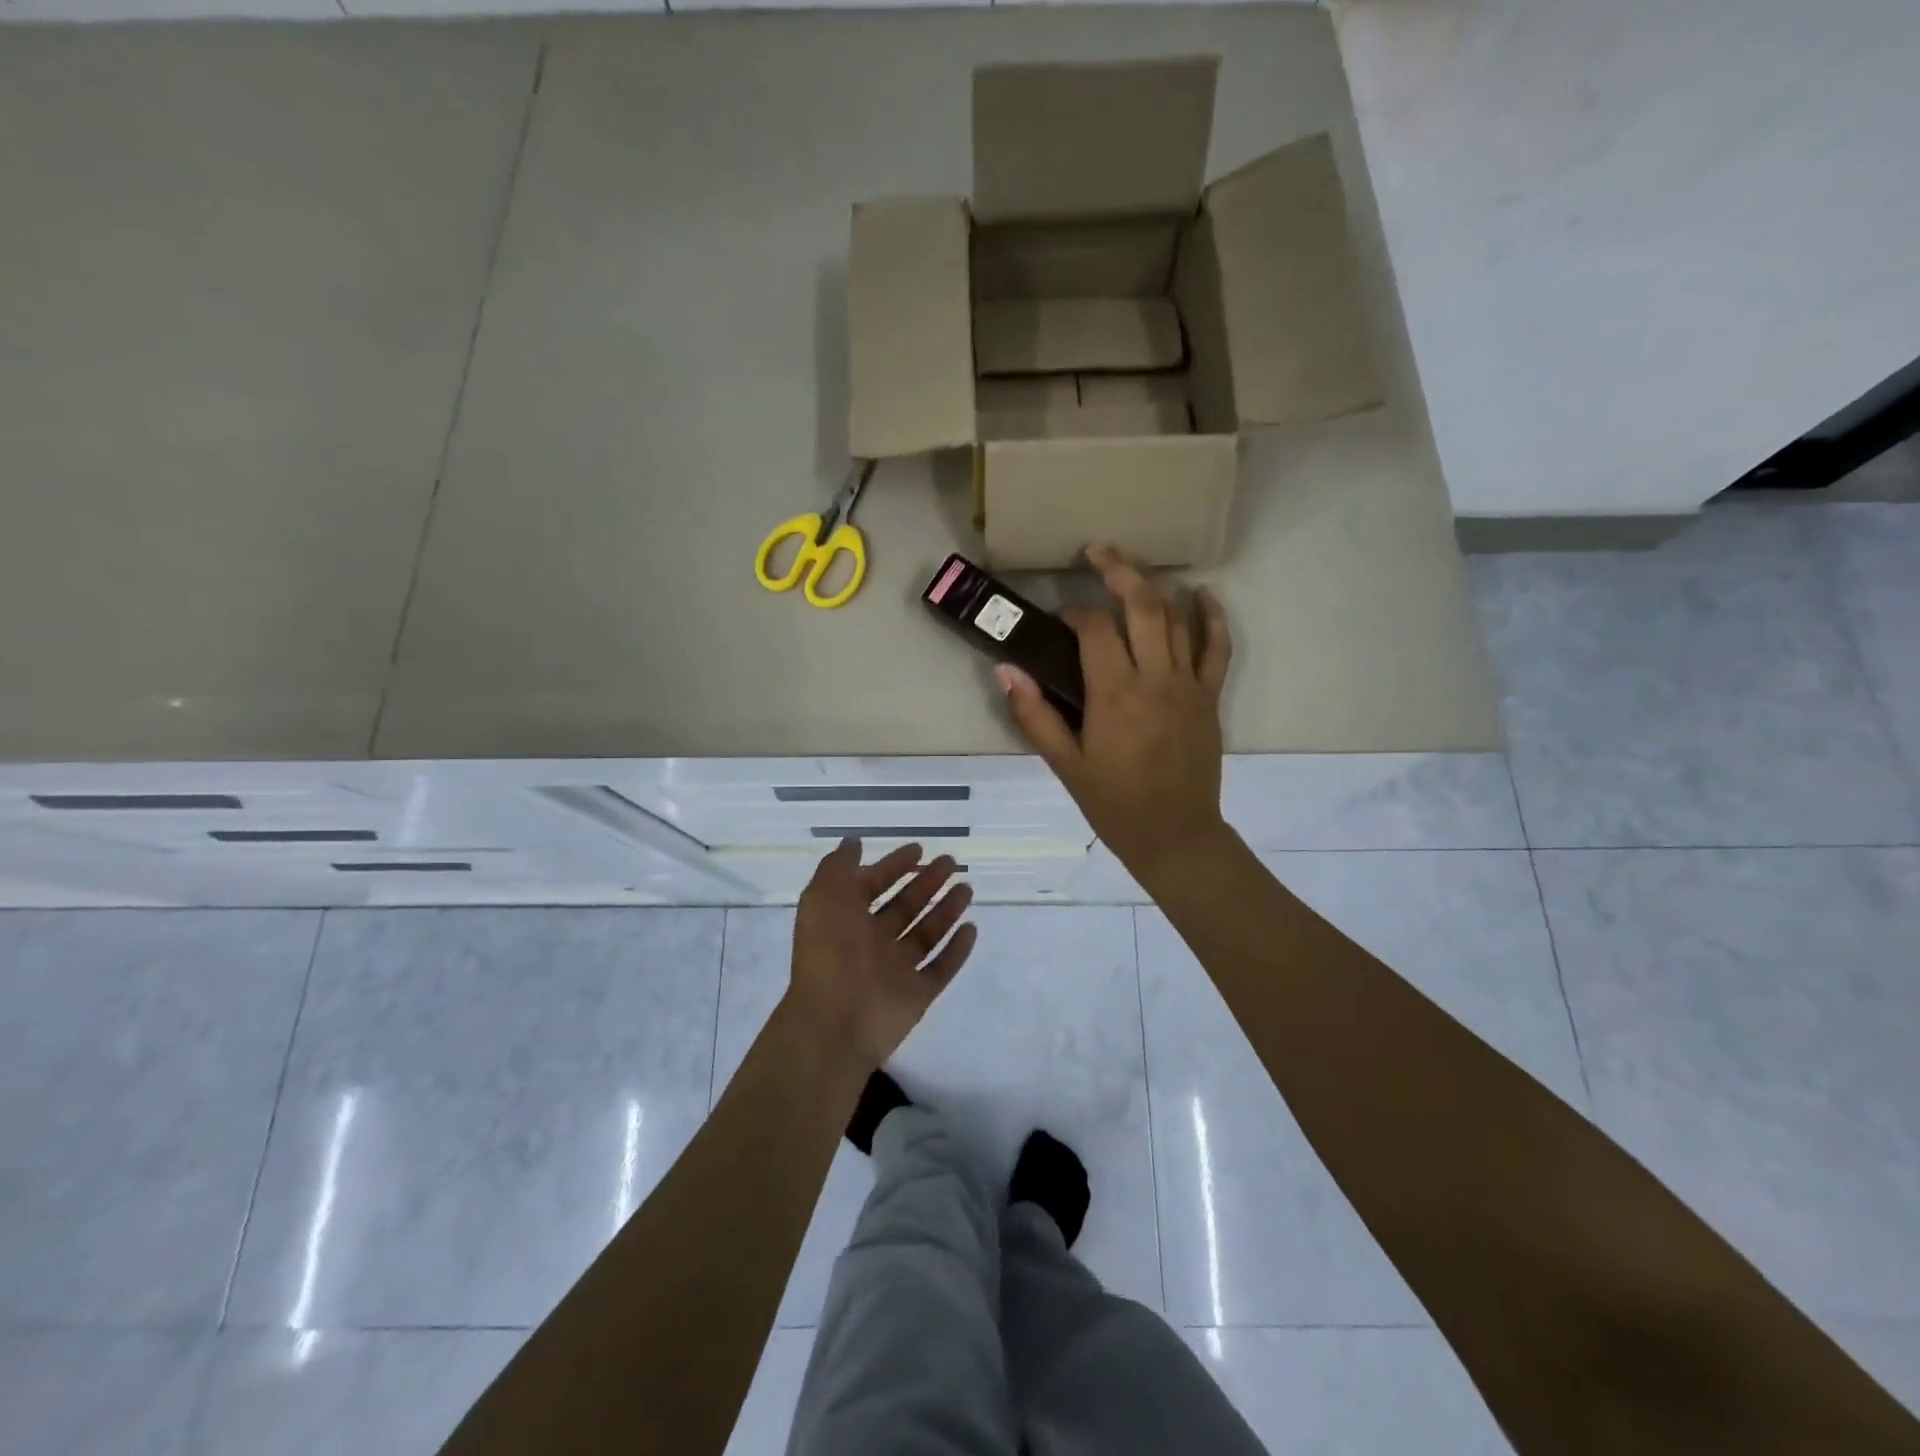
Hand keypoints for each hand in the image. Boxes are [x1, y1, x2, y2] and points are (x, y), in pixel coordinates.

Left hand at [783, 839, 976, 1073]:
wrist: (835, 1020)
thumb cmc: (829, 951)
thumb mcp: (823, 897)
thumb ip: (838, 866)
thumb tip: (854, 842)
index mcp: (847, 919)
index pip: (873, 885)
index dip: (893, 866)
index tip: (920, 849)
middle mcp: (872, 942)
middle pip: (905, 907)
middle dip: (926, 883)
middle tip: (951, 863)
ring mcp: (896, 970)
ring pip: (926, 933)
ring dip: (946, 910)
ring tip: (967, 889)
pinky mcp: (917, 994)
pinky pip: (941, 968)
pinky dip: (956, 950)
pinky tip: (971, 928)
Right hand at [998, 543, 1232, 880]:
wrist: (1175, 836)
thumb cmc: (1114, 803)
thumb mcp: (1065, 764)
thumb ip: (1034, 715)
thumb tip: (1005, 670)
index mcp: (1114, 694)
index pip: (1095, 629)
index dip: (1074, 612)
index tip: (1059, 618)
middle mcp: (1155, 678)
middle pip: (1142, 605)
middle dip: (1118, 570)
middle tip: (1096, 551)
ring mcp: (1188, 685)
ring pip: (1177, 618)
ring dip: (1155, 586)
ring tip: (1131, 568)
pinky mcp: (1209, 697)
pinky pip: (1218, 648)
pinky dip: (1213, 617)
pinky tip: (1201, 594)